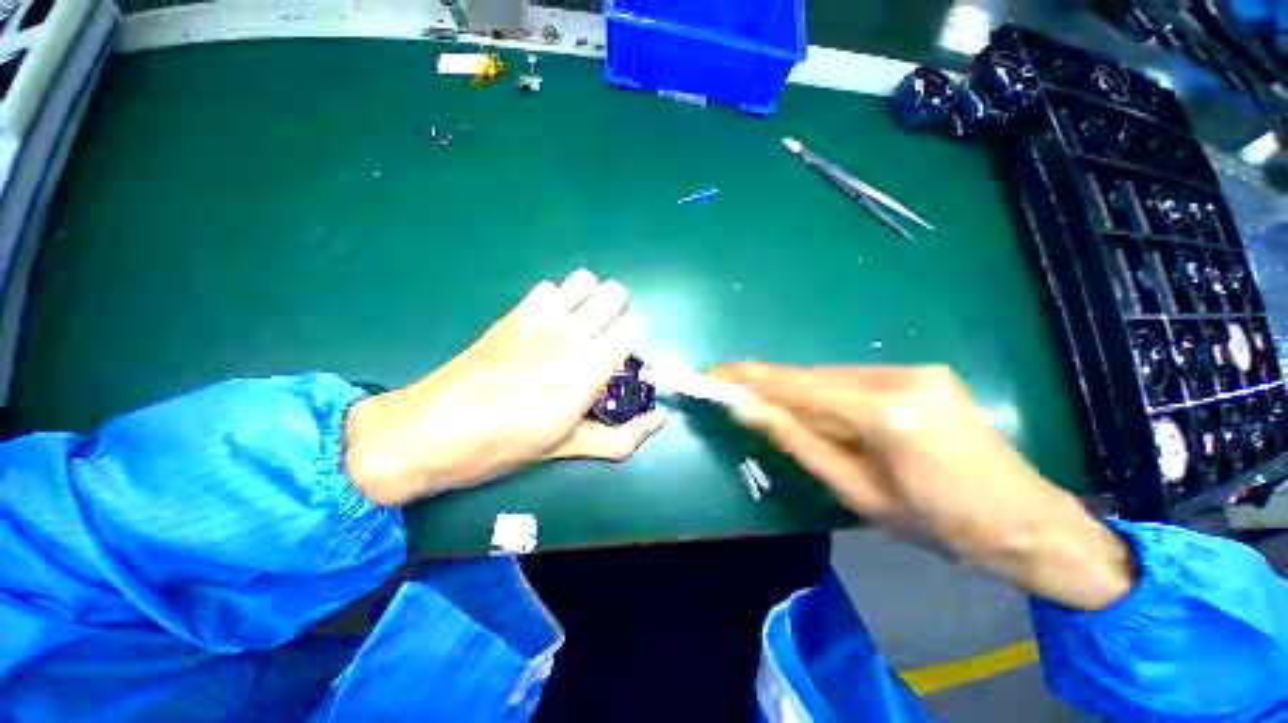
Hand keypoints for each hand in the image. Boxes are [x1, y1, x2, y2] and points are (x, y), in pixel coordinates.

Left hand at [344, 270, 666, 506]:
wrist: (432, 429)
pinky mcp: (515, 311)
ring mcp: (541, 317)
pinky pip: (550, 287)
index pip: (634, 326)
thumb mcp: (570, 448)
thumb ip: (623, 437)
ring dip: (590, 301)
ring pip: (585, 280)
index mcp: (588, 369)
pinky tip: (545, 327)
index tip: (619, 362)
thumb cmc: (505, 445)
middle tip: (600, 343)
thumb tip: (660, 422)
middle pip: (615, 293)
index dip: (631, 343)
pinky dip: (557, 301)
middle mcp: (570, 333)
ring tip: (578, 329)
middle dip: (616, 315)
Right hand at [712, 363, 1134, 610]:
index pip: (799, 388)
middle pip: (814, 378)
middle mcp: (900, 378)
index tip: (716, 373)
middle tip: (734, 390)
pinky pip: (856, 380)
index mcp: (886, 414)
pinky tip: (825, 415)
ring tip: (776, 411)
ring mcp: (916, 370)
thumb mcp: (856, 491)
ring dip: (801, 394)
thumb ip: (798, 443)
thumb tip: (750, 410)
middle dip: (772, 386)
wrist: (1027, 522)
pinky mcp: (924, 373)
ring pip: (833, 377)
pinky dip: (830, 395)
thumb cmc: (938, 524)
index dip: (752, 380)